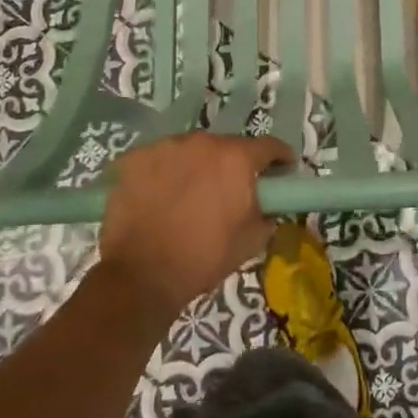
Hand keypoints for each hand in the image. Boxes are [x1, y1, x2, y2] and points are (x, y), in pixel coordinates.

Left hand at [99, 131, 293, 313]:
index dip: (280, 158)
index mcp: (236, 159)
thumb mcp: (252, 240)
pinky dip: (164, 173)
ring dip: (197, 167)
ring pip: (191, 151)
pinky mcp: (134, 158)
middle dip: (233, 165)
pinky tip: (159, 197)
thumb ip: (268, 212)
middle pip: (227, 146)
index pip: (269, 146)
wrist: (141, 275)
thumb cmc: (204, 258)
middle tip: (229, 191)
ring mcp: (165, 146)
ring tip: (189, 196)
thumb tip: (267, 204)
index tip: (282, 171)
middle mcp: (202, 142)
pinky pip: (159, 160)